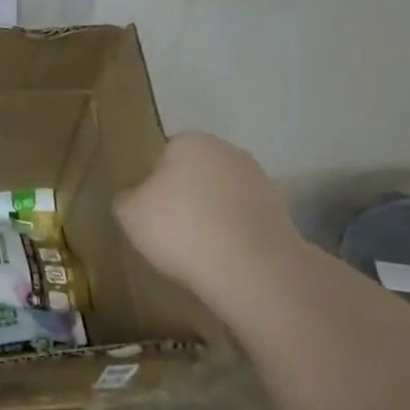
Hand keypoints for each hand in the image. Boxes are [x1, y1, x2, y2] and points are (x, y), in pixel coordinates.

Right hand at [114, 133, 304, 298]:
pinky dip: (238, 233)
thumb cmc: (181, 229)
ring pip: (225, 195)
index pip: (165, 156)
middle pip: (198, 172)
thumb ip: (126, 199)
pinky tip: (228, 258)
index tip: (154, 214)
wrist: (251, 267)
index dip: (156, 185)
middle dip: (188, 195)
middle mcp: (227, 150)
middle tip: (175, 231)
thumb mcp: (129, 215)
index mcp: (190, 141)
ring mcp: (260, 179)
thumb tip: (135, 199)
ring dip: (215, 214)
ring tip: (203, 250)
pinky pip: (247, 219)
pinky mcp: (282, 211)